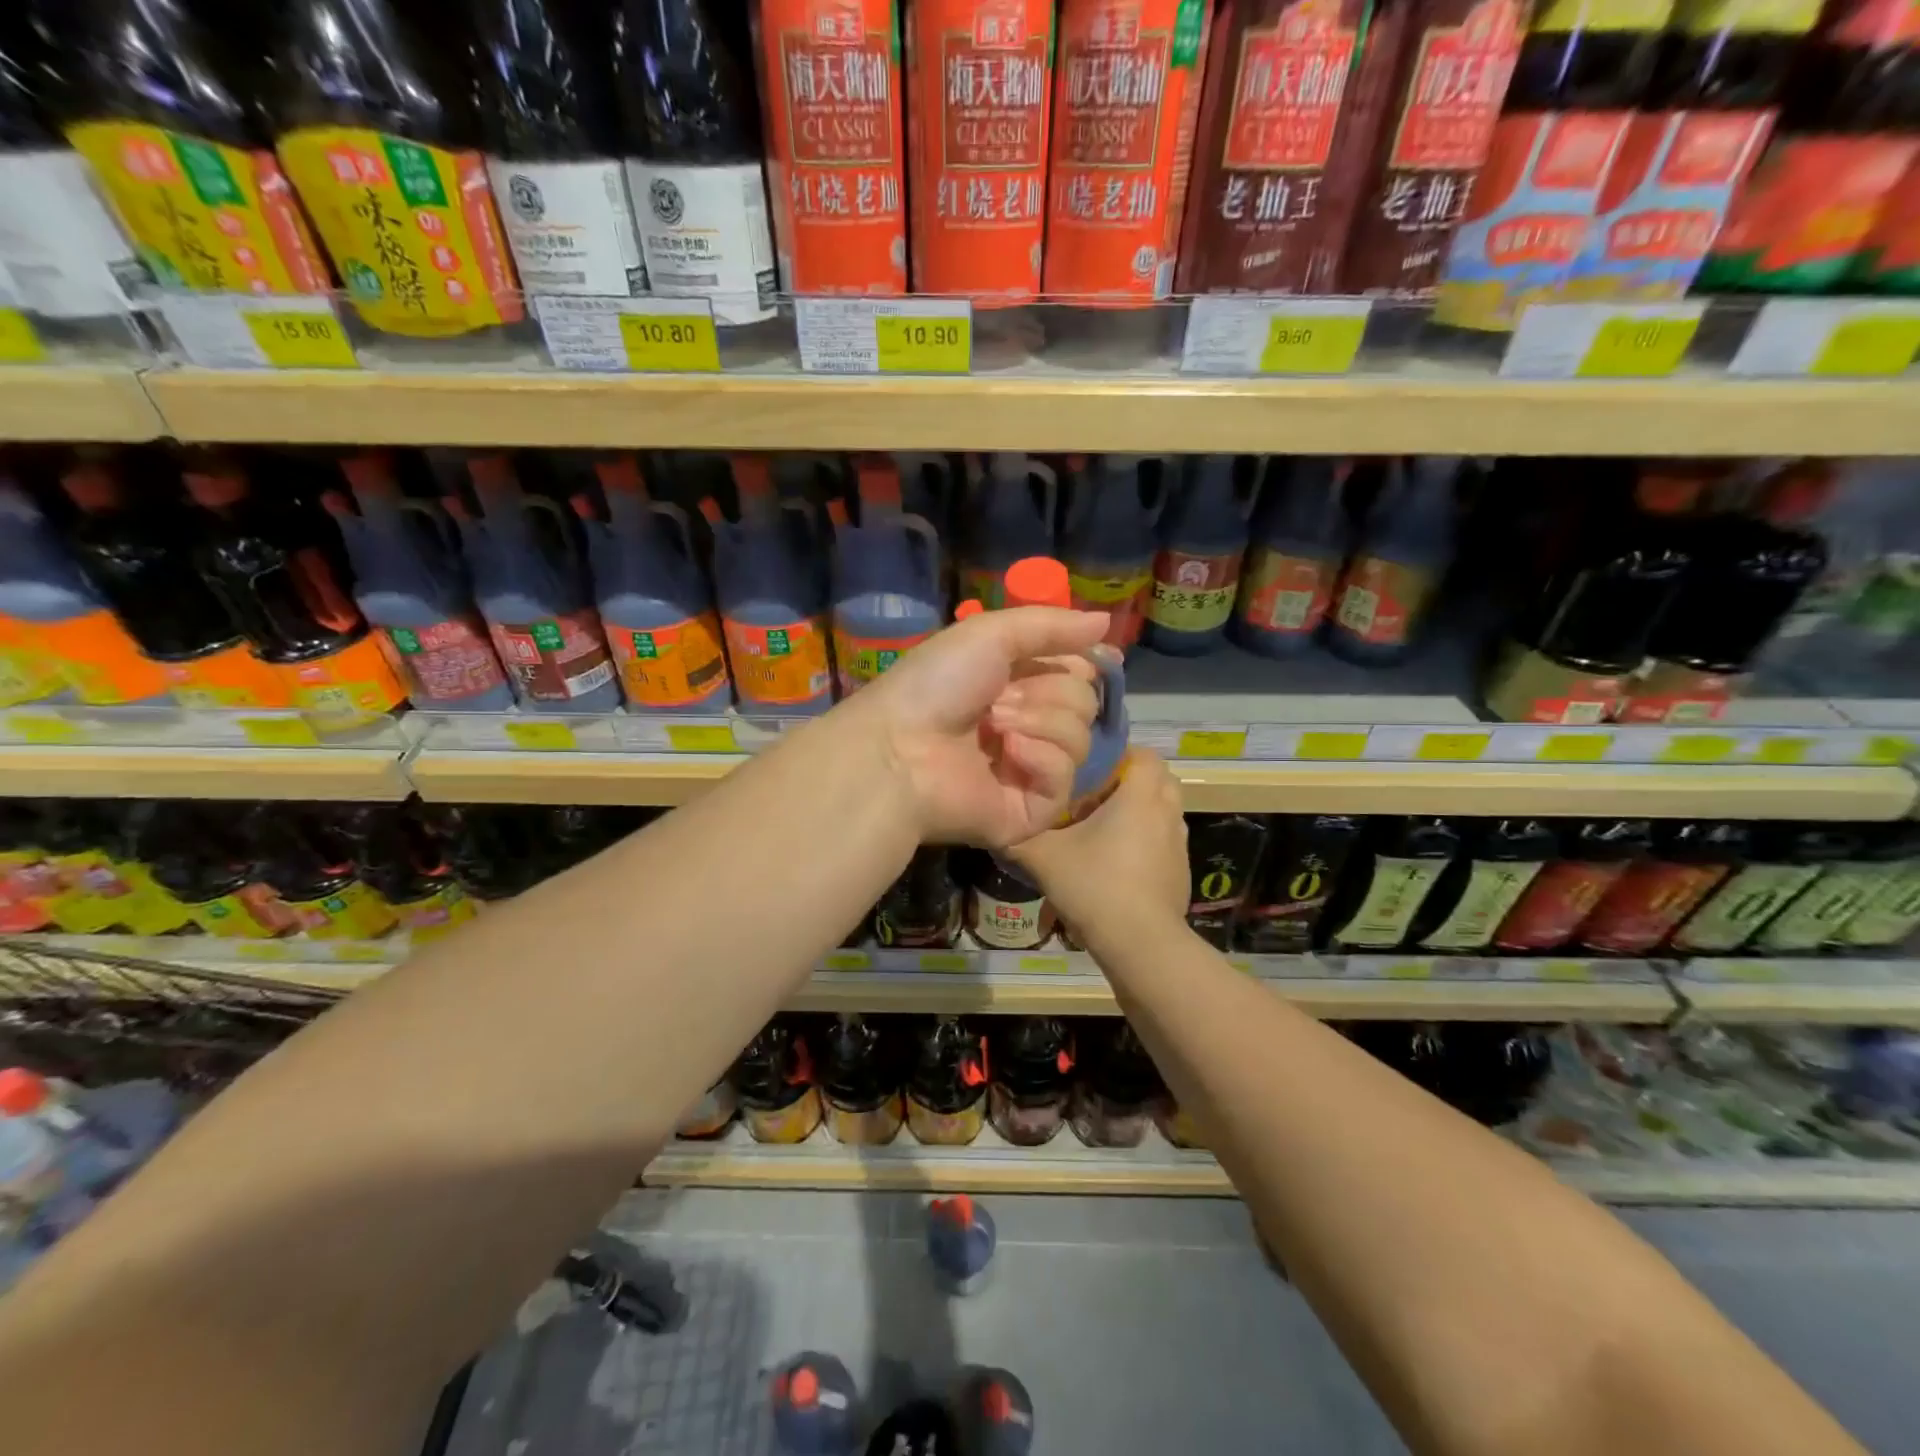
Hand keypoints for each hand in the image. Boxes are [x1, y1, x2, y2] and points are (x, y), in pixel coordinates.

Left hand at [845, 606, 1108, 847]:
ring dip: (1040, 723)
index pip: (1077, 674)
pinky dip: (1041, 759)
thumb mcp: (990, 634)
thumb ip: (1050, 625)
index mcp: (1016, 686)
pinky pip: (1066, 780)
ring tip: (995, 727)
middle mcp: (1027, 726)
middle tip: (1000, 700)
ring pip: (1081, 740)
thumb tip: (1106, 619)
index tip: (1075, 657)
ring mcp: (1029, 771)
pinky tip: (1008, 754)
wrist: (900, 748)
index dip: (1077, 664)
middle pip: (1085, 704)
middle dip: (1047, 693)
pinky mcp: (1032, 811)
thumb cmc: (937, 685)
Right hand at [1009, 748, 1188, 940]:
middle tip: (1095, 794)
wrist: (1140, 944)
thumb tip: (995, 821)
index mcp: (1141, 795)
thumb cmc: (1095, 886)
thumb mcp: (1043, 857)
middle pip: (1158, 778)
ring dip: (1140, 810)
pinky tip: (1118, 862)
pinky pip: (1164, 839)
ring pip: (1164, 809)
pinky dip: (1147, 839)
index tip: (1088, 769)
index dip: (1118, 754)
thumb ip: (1017, 834)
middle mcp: (1167, 811)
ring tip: (1105, 827)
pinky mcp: (1181, 870)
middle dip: (1130, 779)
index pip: (1143, 754)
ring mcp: (1179, 843)